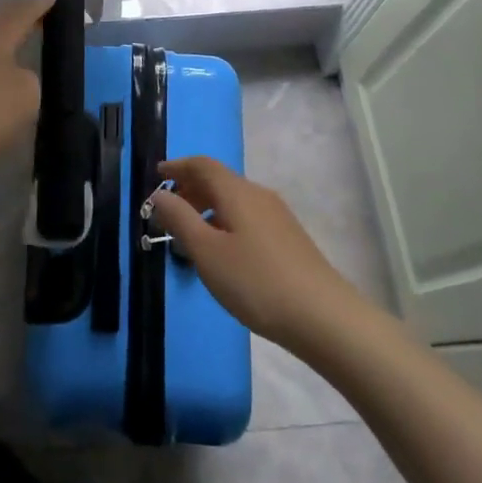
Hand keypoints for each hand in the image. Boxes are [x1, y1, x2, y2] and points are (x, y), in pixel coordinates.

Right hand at [149, 156, 364, 350]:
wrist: (324, 317)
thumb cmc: (256, 282)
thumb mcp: (207, 252)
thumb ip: (180, 219)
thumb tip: (161, 195)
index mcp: (237, 192)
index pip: (202, 165)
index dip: (178, 166)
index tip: (157, 175)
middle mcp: (258, 195)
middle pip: (219, 180)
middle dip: (191, 189)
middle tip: (168, 211)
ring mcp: (278, 216)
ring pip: (234, 200)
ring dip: (208, 208)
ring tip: (191, 236)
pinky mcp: (289, 238)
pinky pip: (248, 217)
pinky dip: (226, 221)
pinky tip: (224, 252)